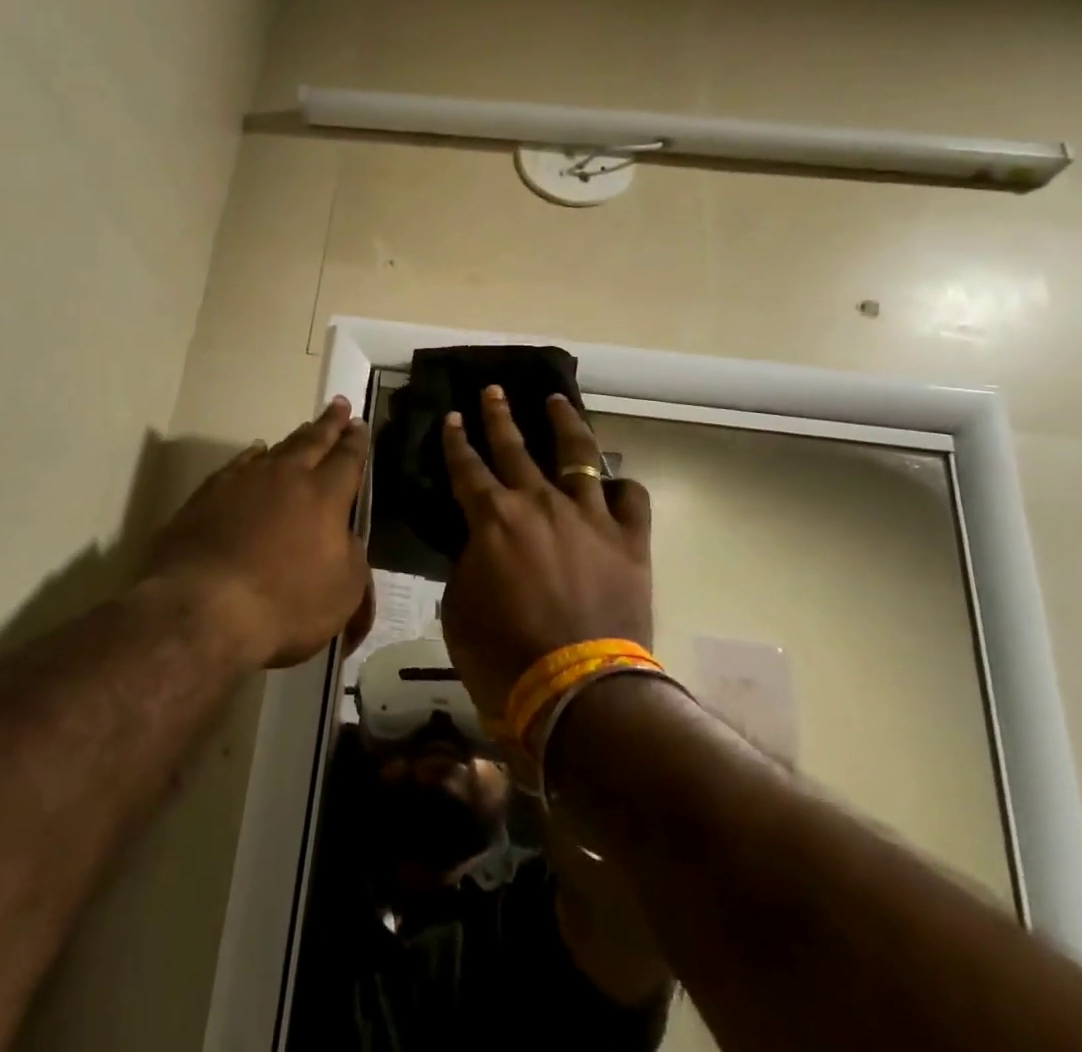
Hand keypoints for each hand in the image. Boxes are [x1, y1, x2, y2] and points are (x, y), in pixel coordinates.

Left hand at [148, 398, 370, 669]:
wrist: (202, 607)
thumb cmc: (284, 604)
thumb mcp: (343, 592)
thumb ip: (352, 557)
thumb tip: (345, 537)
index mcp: (325, 496)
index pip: (348, 459)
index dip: (357, 442)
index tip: (360, 424)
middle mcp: (286, 477)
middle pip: (313, 441)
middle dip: (330, 423)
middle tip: (340, 404)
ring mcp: (243, 481)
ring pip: (276, 449)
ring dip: (294, 438)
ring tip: (305, 428)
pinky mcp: (208, 493)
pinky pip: (239, 464)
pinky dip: (253, 456)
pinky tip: (255, 453)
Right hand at [439, 388, 652, 721]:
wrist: (578, 692)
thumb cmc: (503, 656)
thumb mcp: (459, 607)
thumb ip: (468, 563)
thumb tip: (479, 544)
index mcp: (493, 518)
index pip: (466, 466)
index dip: (455, 440)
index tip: (451, 417)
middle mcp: (540, 503)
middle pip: (514, 447)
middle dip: (499, 416)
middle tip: (493, 390)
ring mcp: (588, 517)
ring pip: (576, 455)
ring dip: (563, 424)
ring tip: (556, 401)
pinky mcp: (628, 540)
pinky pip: (630, 499)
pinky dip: (620, 488)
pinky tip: (615, 483)